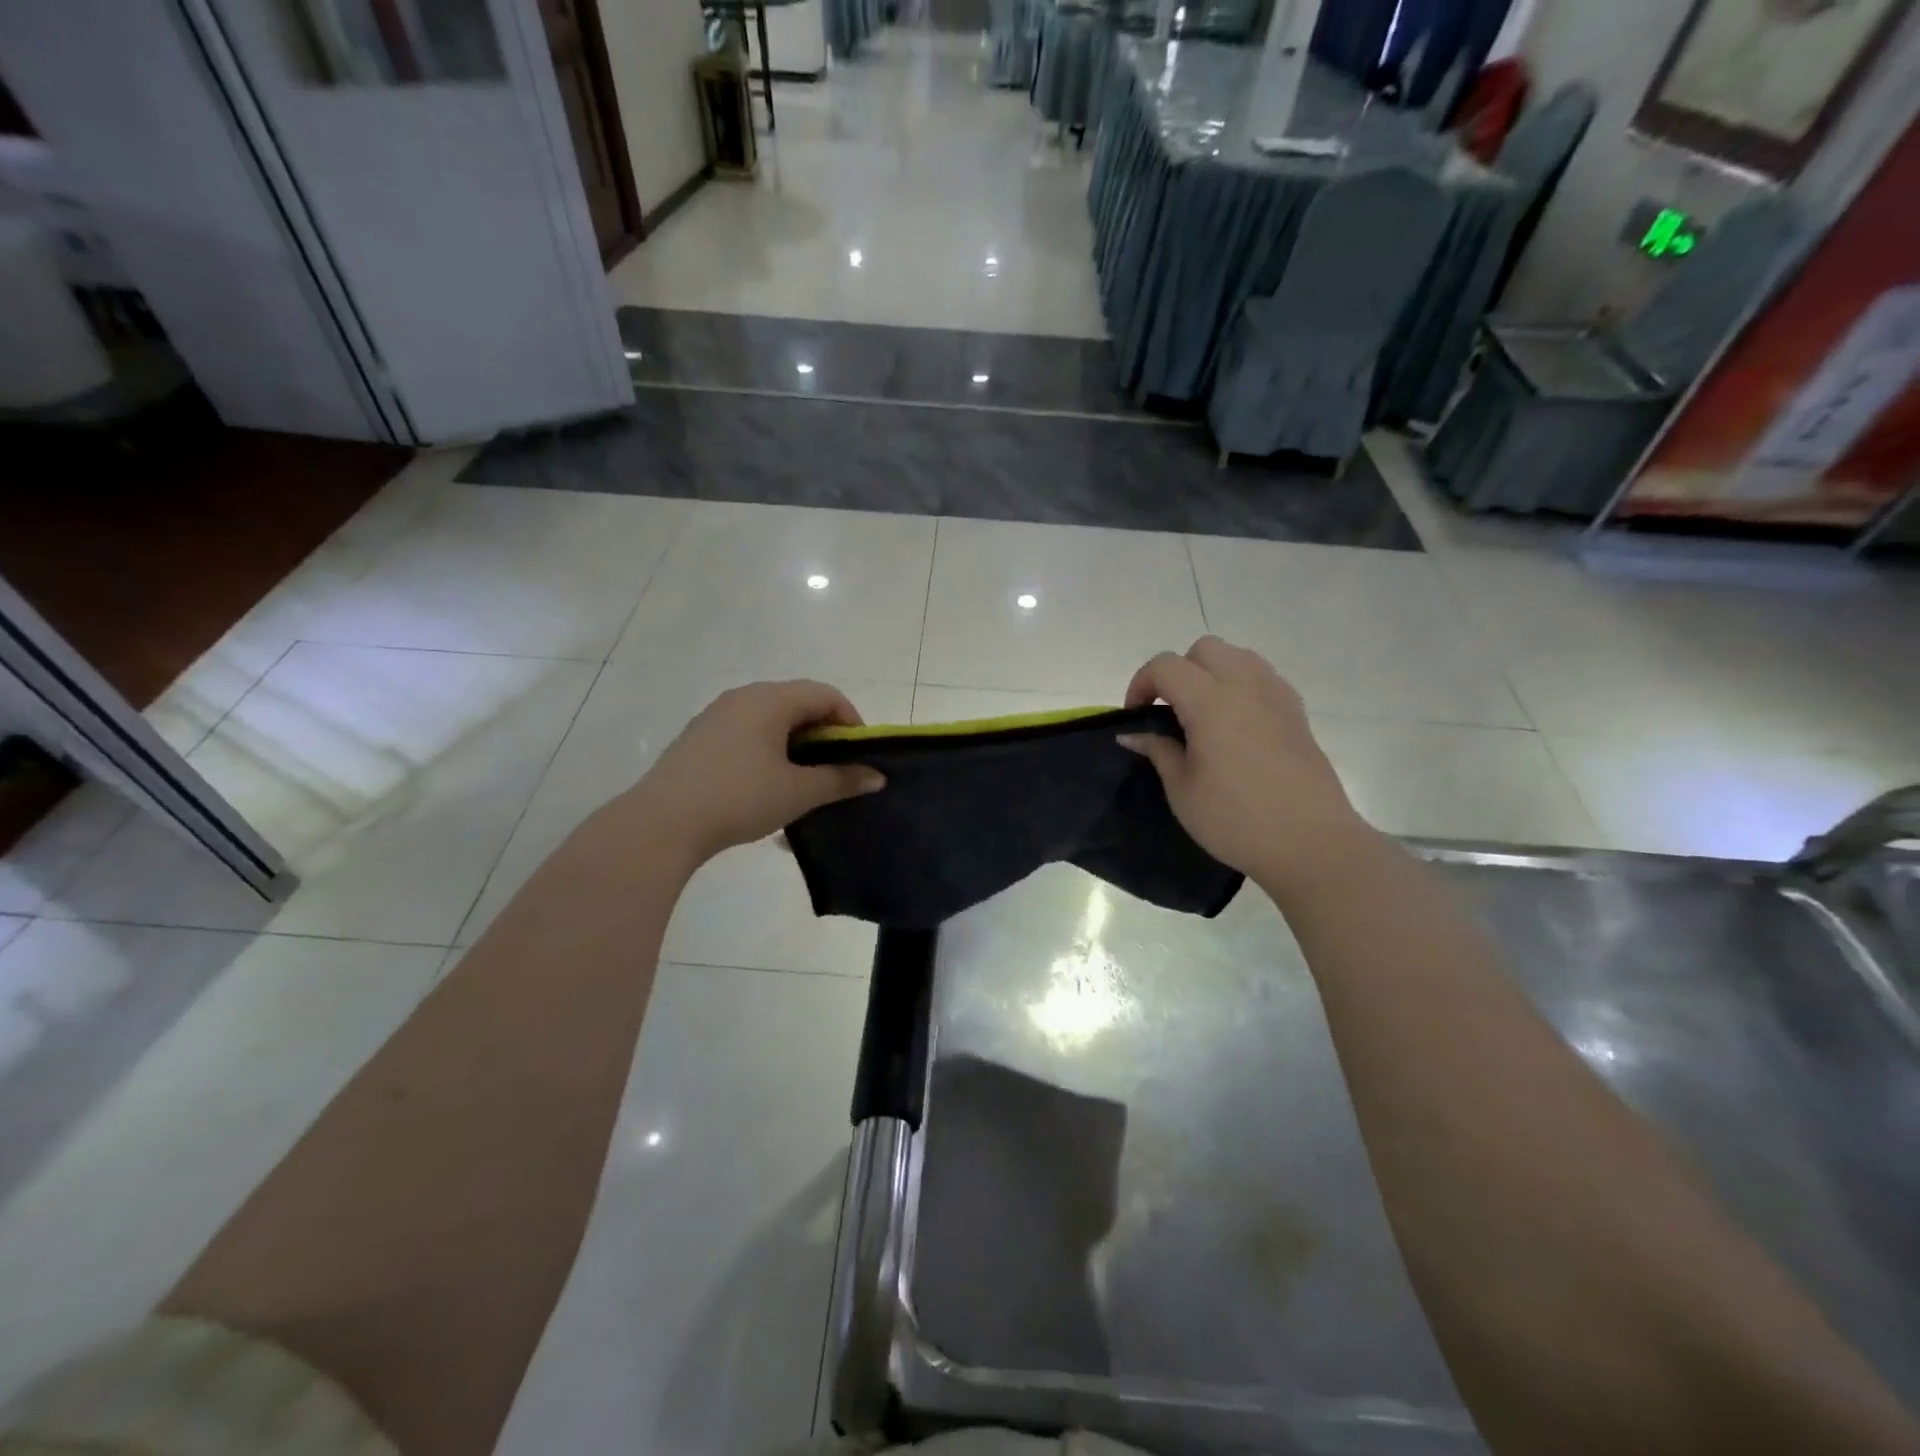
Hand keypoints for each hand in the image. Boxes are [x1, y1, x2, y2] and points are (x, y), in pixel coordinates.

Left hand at [618, 681, 885, 869]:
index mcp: (770, 699)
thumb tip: (877, 777)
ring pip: (770, 719)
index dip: (851, 720)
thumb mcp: (799, 792)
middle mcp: (743, 697)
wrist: (662, 822)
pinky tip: (766, 784)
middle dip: (824, 733)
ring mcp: (716, 715)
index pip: (825, 694)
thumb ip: (841, 780)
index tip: (859, 755)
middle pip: (797, 703)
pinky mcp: (699, 738)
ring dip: (795, 743)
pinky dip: (768, 749)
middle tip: (836, 769)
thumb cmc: (740, 798)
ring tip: (803, 780)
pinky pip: (746, 732)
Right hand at [1121, 637, 1365, 891]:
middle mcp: (1246, 687)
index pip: (1166, 666)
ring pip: (1238, 657)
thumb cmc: (1237, 820)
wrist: (1311, 843)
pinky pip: (1262, 677)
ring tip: (1202, 713)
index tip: (1136, 716)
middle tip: (1168, 710)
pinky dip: (1240, 686)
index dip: (1141, 683)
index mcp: (1211, 703)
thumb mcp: (1183, 791)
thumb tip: (1134, 734)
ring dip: (1211, 673)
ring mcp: (1277, 696)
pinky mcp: (1297, 713)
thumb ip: (1159, 752)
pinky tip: (1235, 724)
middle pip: (1204, 649)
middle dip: (1178, 671)